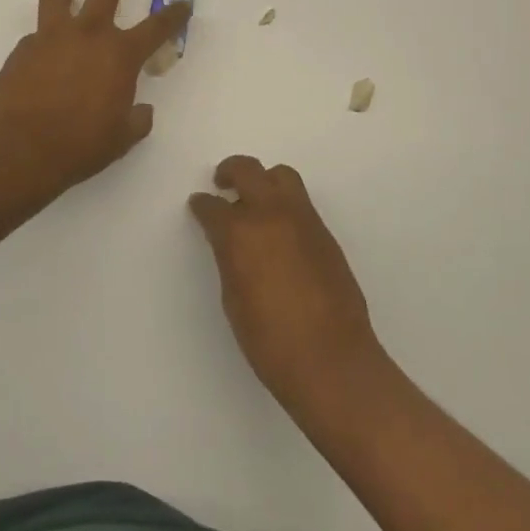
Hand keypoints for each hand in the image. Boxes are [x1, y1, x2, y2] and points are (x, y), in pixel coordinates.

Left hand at [0, 0, 189, 212]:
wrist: (17, 152)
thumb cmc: (79, 147)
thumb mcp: (120, 139)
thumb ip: (136, 120)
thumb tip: (142, 111)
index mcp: (120, 55)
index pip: (157, 27)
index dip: (174, 15)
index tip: (183, 3)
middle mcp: (88, 35)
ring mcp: (50, 38)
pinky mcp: (21, 50)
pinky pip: (36, 36)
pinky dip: (43, 42)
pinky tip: (41, 64)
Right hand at [189, 157, 386, 414]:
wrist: (331, 359)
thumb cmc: (270, 341)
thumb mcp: (234, 298)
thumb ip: (230, 259)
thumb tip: (231, 243)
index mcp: (240, 232)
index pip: (213, 206)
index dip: (202, 205)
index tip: (198, 205)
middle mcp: (272, 213)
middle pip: (248, 171)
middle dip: (230, 172)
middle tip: (222, 182)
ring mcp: (303, 219)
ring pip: (282, 177)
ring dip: (263, 180)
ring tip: (255, 199)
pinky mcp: (325, 232)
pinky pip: (301, 202)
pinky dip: (284, 203)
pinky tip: (279, 229)